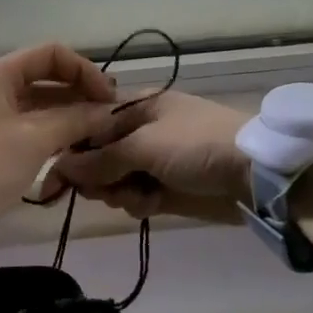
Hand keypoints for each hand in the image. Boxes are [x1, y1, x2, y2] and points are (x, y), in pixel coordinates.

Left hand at [0, 43, 120, 209]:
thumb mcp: (35, 139)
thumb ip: (75, 120)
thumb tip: (108, 112)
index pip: (49, 55)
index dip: (84, 71)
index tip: (108, 98)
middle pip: (40, 79)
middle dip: (77, 95)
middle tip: (107, 119)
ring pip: (31, 105)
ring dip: (63, 116)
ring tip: (94, 136)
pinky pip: (18, 126)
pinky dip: (44, 132)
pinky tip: (68, 149)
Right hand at [55, 90, 250, 222]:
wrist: (256, 174)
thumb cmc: (196, 145)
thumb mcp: (144, 145)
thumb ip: (100, 159)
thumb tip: (60, 168)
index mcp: (136, 107)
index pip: (89, 125)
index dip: (72, 149)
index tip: (57, 173)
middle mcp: (141, 131)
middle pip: (99, 156)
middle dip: (97, 175)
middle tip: (102, 189)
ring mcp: (155, 161)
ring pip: (115, 180)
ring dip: (119, 192)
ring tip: (136, 196)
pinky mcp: (167, 189)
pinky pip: (136, 197)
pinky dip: (139, 202)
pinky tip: (150, 205)